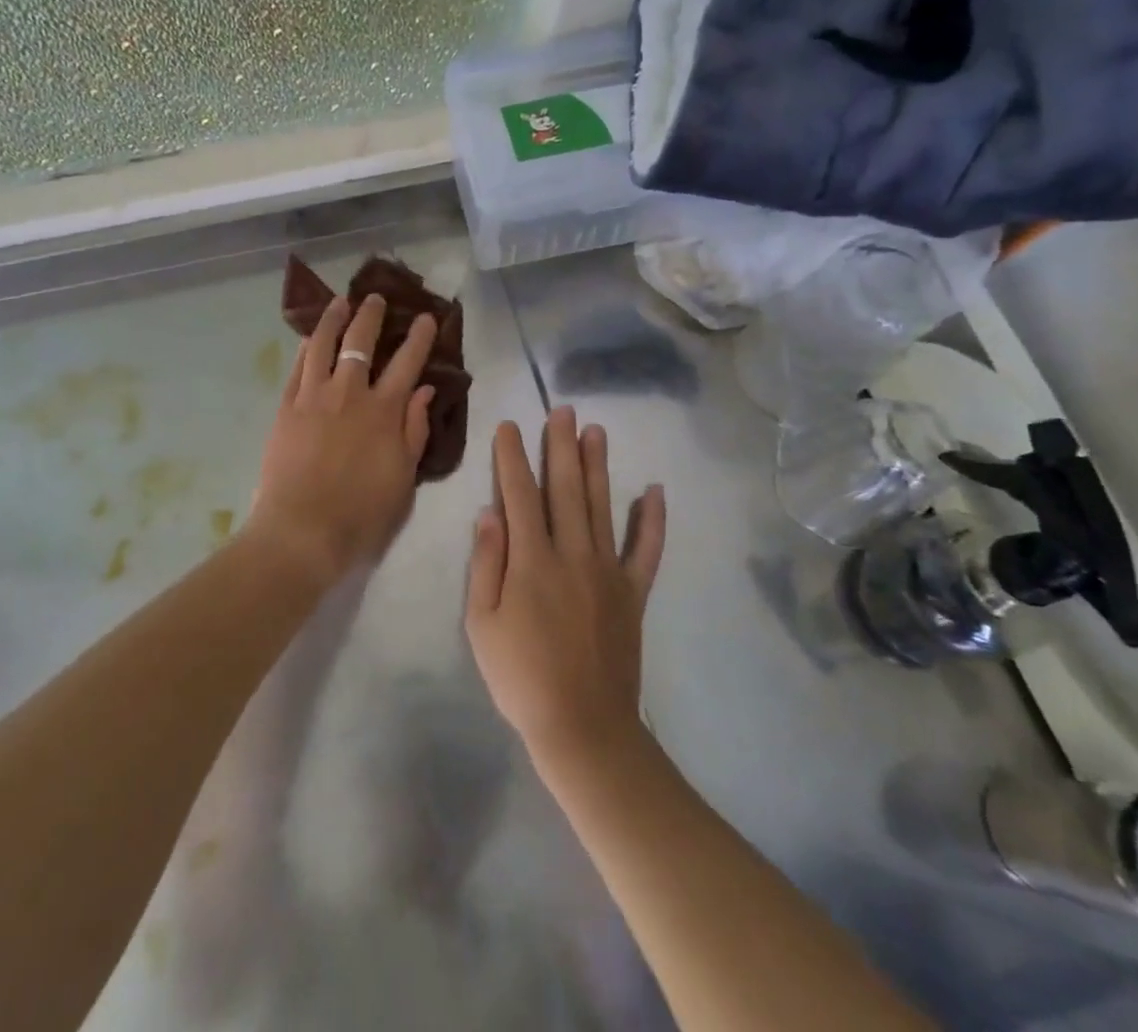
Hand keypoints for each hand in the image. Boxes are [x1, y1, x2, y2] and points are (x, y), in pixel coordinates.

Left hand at [249, 294, 437, 583]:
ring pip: (323, 344)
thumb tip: (423, 392)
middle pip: (361, 342)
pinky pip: (298, 367)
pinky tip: (311, 338)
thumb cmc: (361, 513)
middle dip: (371, 315)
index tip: (427, 318)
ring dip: (333, 319)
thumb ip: (414, 431)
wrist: (301, 531)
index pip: (407, 363)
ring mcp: (313, 397)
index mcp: (384, 411)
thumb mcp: (403, 478)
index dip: (420, 337)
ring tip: (339, 303)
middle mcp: (349, 393)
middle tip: (375, 298)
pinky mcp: (287, 407)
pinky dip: (307, 347)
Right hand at [465, 408, 665, 765]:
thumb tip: (490, 513)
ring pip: (601, 506)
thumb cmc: (520, 677)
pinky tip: (655, 491)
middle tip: (562, 410)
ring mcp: (607, 571)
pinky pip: (646, 550)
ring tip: (596, 430)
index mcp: (530, 560)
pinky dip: (652, 520)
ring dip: (597, 465)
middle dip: (560, 445)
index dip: (512, 457)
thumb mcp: (482, 624)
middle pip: (564, 488)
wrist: (582, 727)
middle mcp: (571, 553)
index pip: (519, 494)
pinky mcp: (632, 593)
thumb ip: (486, 564)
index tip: (509, 426)